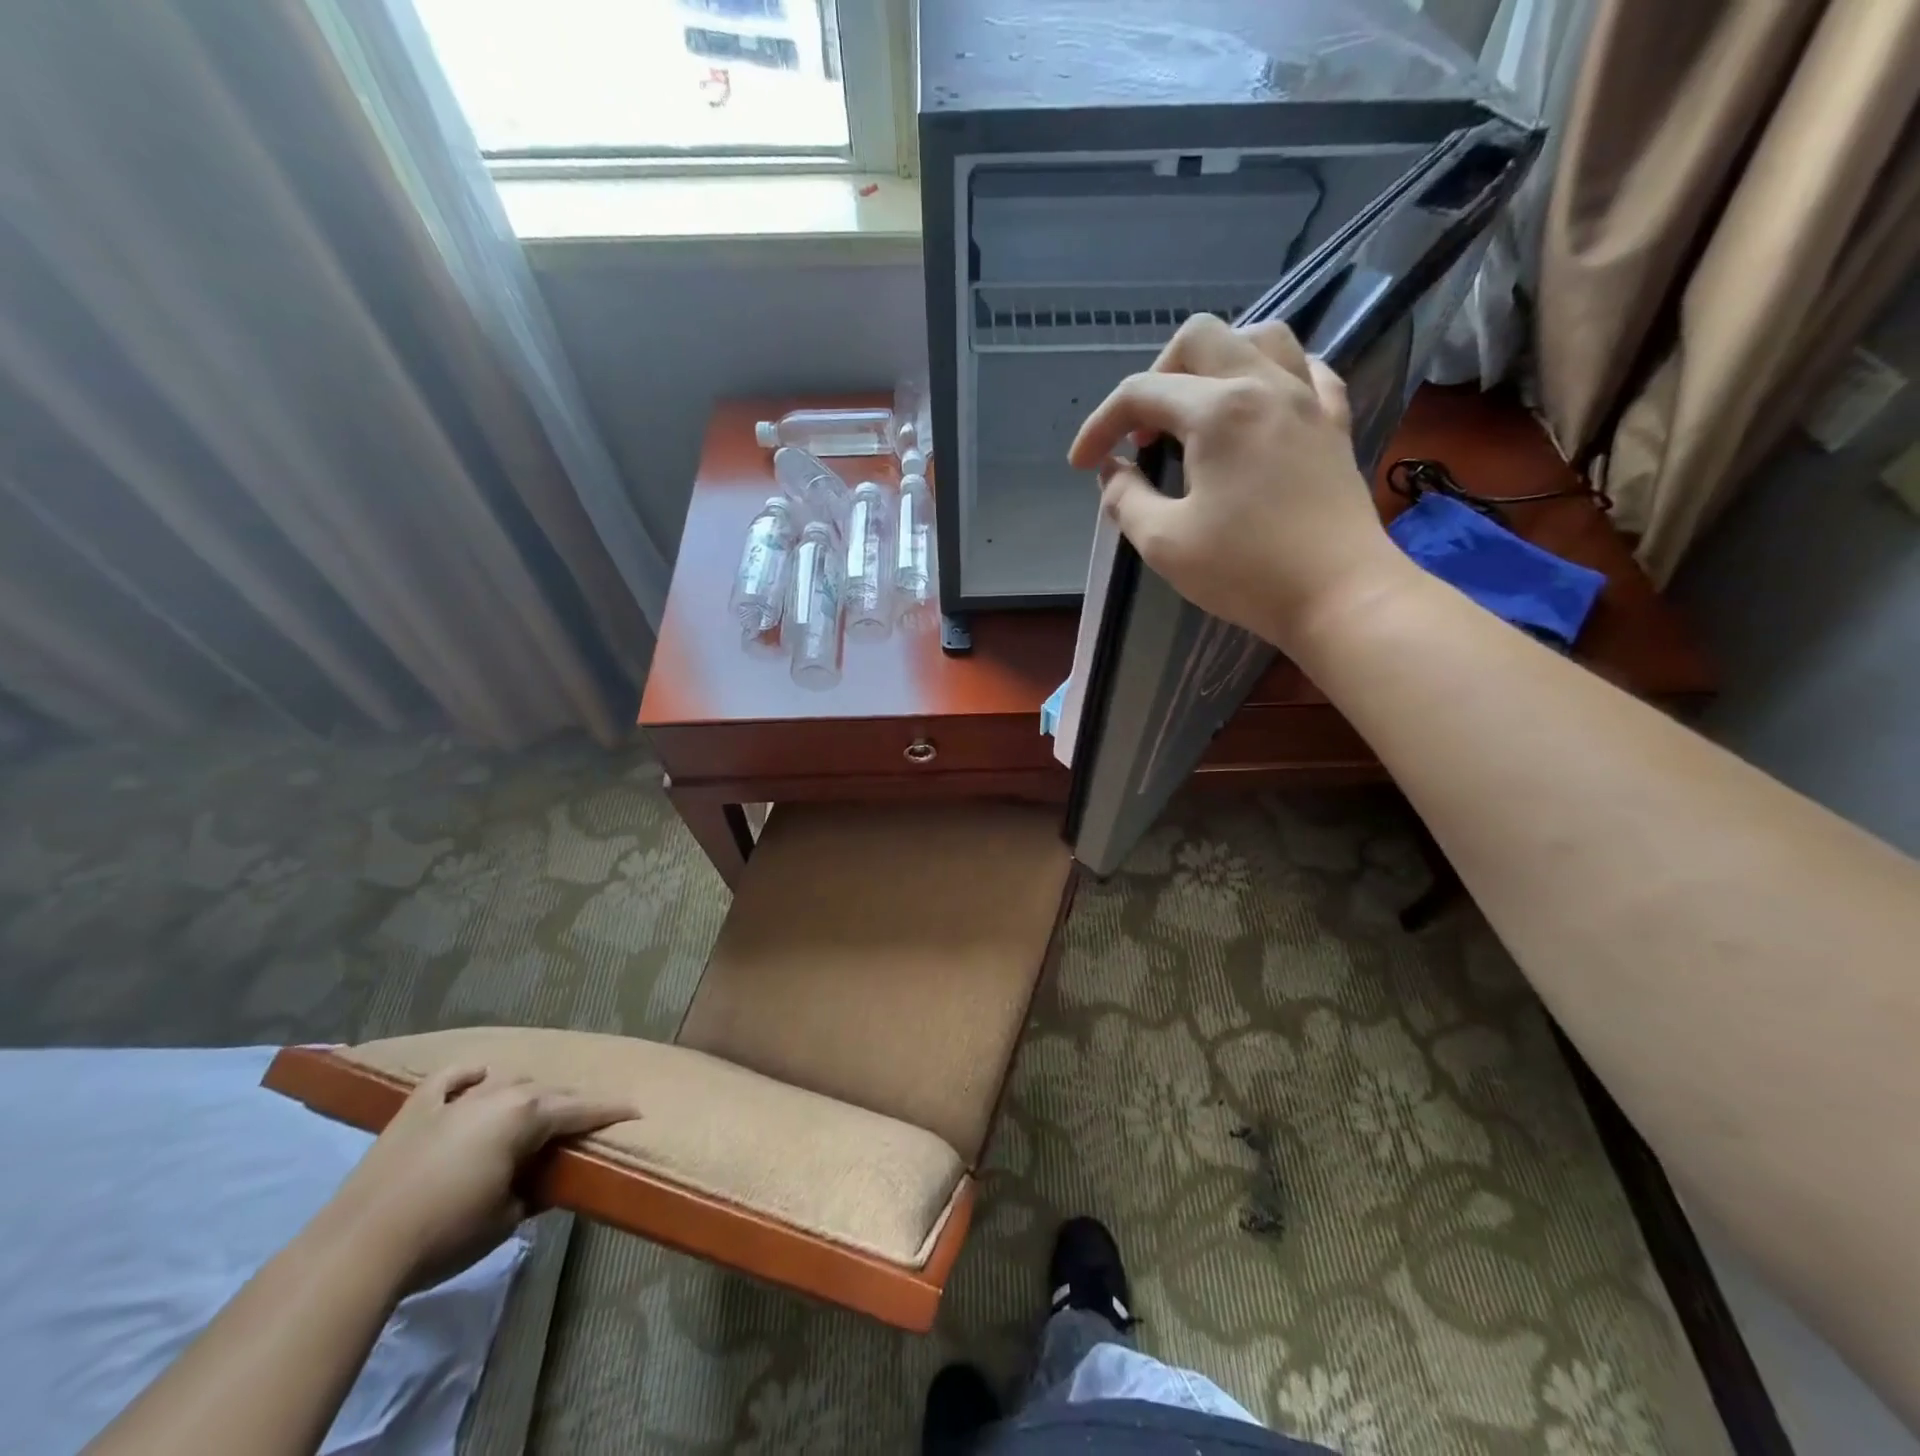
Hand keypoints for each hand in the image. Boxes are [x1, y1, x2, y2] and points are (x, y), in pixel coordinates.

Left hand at [324, 1067, 637, 1291]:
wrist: (358, 1250)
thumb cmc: (446, 1234)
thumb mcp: (508, 1218)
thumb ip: (536, 1189)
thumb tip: (546, 1179)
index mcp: (526, 1116)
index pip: (580, 1109)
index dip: (610, 1111)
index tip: (635, 1110)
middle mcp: (498, 1094)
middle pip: (547, 1092)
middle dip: (570, 1104)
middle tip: (585, 1119)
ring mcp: (456, 1098)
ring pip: (506, 1079)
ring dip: (525, 1092)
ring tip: (533, 1108)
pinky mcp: (417, 1108)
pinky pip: (452, 1078)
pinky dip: (470, 1075)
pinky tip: (479, 1077)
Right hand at [1068, 314, 1404, 648]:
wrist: (1340, 595)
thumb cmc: (1246, 571)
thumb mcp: (1163, 542)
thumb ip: (1125, 499)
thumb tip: (1112, 471)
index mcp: (1218, 410)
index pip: (1140, 394)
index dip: (1099, 426)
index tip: (1082, 465)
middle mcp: (1264, 385)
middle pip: (1199, 339)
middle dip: (1155, 376)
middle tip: (1142, 432)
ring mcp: (1308, 399)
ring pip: (1259, 338)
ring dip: (1214, 363)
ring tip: (1196, 411)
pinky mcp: (1334, 423)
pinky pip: (1304, 370)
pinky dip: (1270, 378)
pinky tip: (1255, 410)